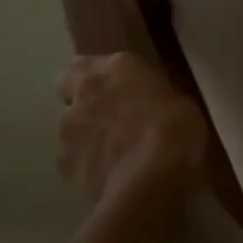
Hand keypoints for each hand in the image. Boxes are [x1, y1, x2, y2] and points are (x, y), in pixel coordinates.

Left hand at [56, 53, 209, 212]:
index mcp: (117, 67)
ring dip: (85, 131)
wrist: (150, 181)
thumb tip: (147, 105)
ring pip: (68, 123)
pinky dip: (85, 162)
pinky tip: (108, 173)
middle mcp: (85, 91)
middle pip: (66, 84)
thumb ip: (154, 98)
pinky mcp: (62, 163)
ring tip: (112, 151)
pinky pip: (71, 157)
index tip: (116, 86)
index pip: (87, 61)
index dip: (99, 75)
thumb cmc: (176, 131)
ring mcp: (67, 128)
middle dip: (79, 95)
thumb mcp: (180, 103)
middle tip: (106, 112)